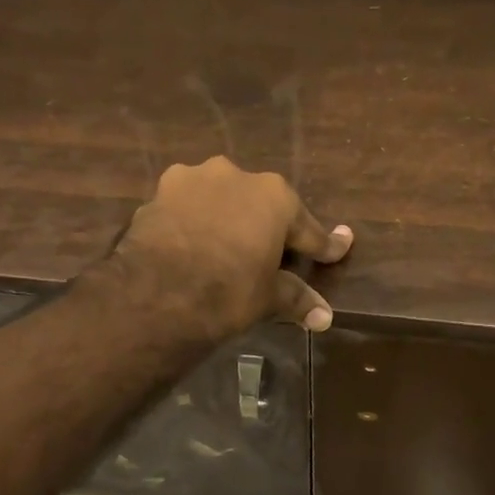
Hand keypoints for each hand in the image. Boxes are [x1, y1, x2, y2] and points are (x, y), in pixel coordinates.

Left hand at [109, 157, 352, 339]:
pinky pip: (186, 209)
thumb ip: (296, 299)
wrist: (156, 295)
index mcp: (274, 197)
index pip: (307, 229)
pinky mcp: (158, 194)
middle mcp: (236, 176)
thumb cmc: (228, 292)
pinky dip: (192, 225)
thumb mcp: (267, 298)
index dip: (323, 246)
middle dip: (266, 228)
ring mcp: (192, 180)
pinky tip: (190, 247)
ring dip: (225, 219)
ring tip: (224, 248)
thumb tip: (325, 318)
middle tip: (271, 256)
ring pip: (218, 200)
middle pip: (259, 206)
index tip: (338, 249)